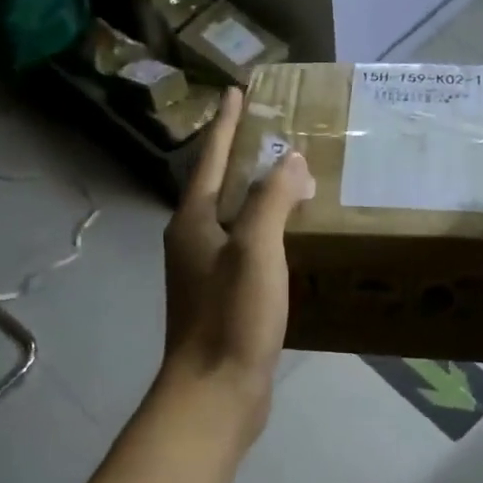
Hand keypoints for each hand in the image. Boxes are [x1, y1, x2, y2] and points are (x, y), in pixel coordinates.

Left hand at [159, 88, 314, 436]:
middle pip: (218, 187)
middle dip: (241, 157)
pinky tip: (289, 239)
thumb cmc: (232, 316)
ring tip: (288, 179)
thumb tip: (290, 160)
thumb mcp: (255, 250)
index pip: (210, 160)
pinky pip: (246, 252)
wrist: (215, 390)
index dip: (226, 125)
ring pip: (232, 221)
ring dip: (256, 197)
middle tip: (273, 132)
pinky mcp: (224, 301)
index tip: (238, 92)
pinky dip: (266, 235)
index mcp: (193, 222)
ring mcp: (206, 274)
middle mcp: (193, 242)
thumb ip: (271, 200)